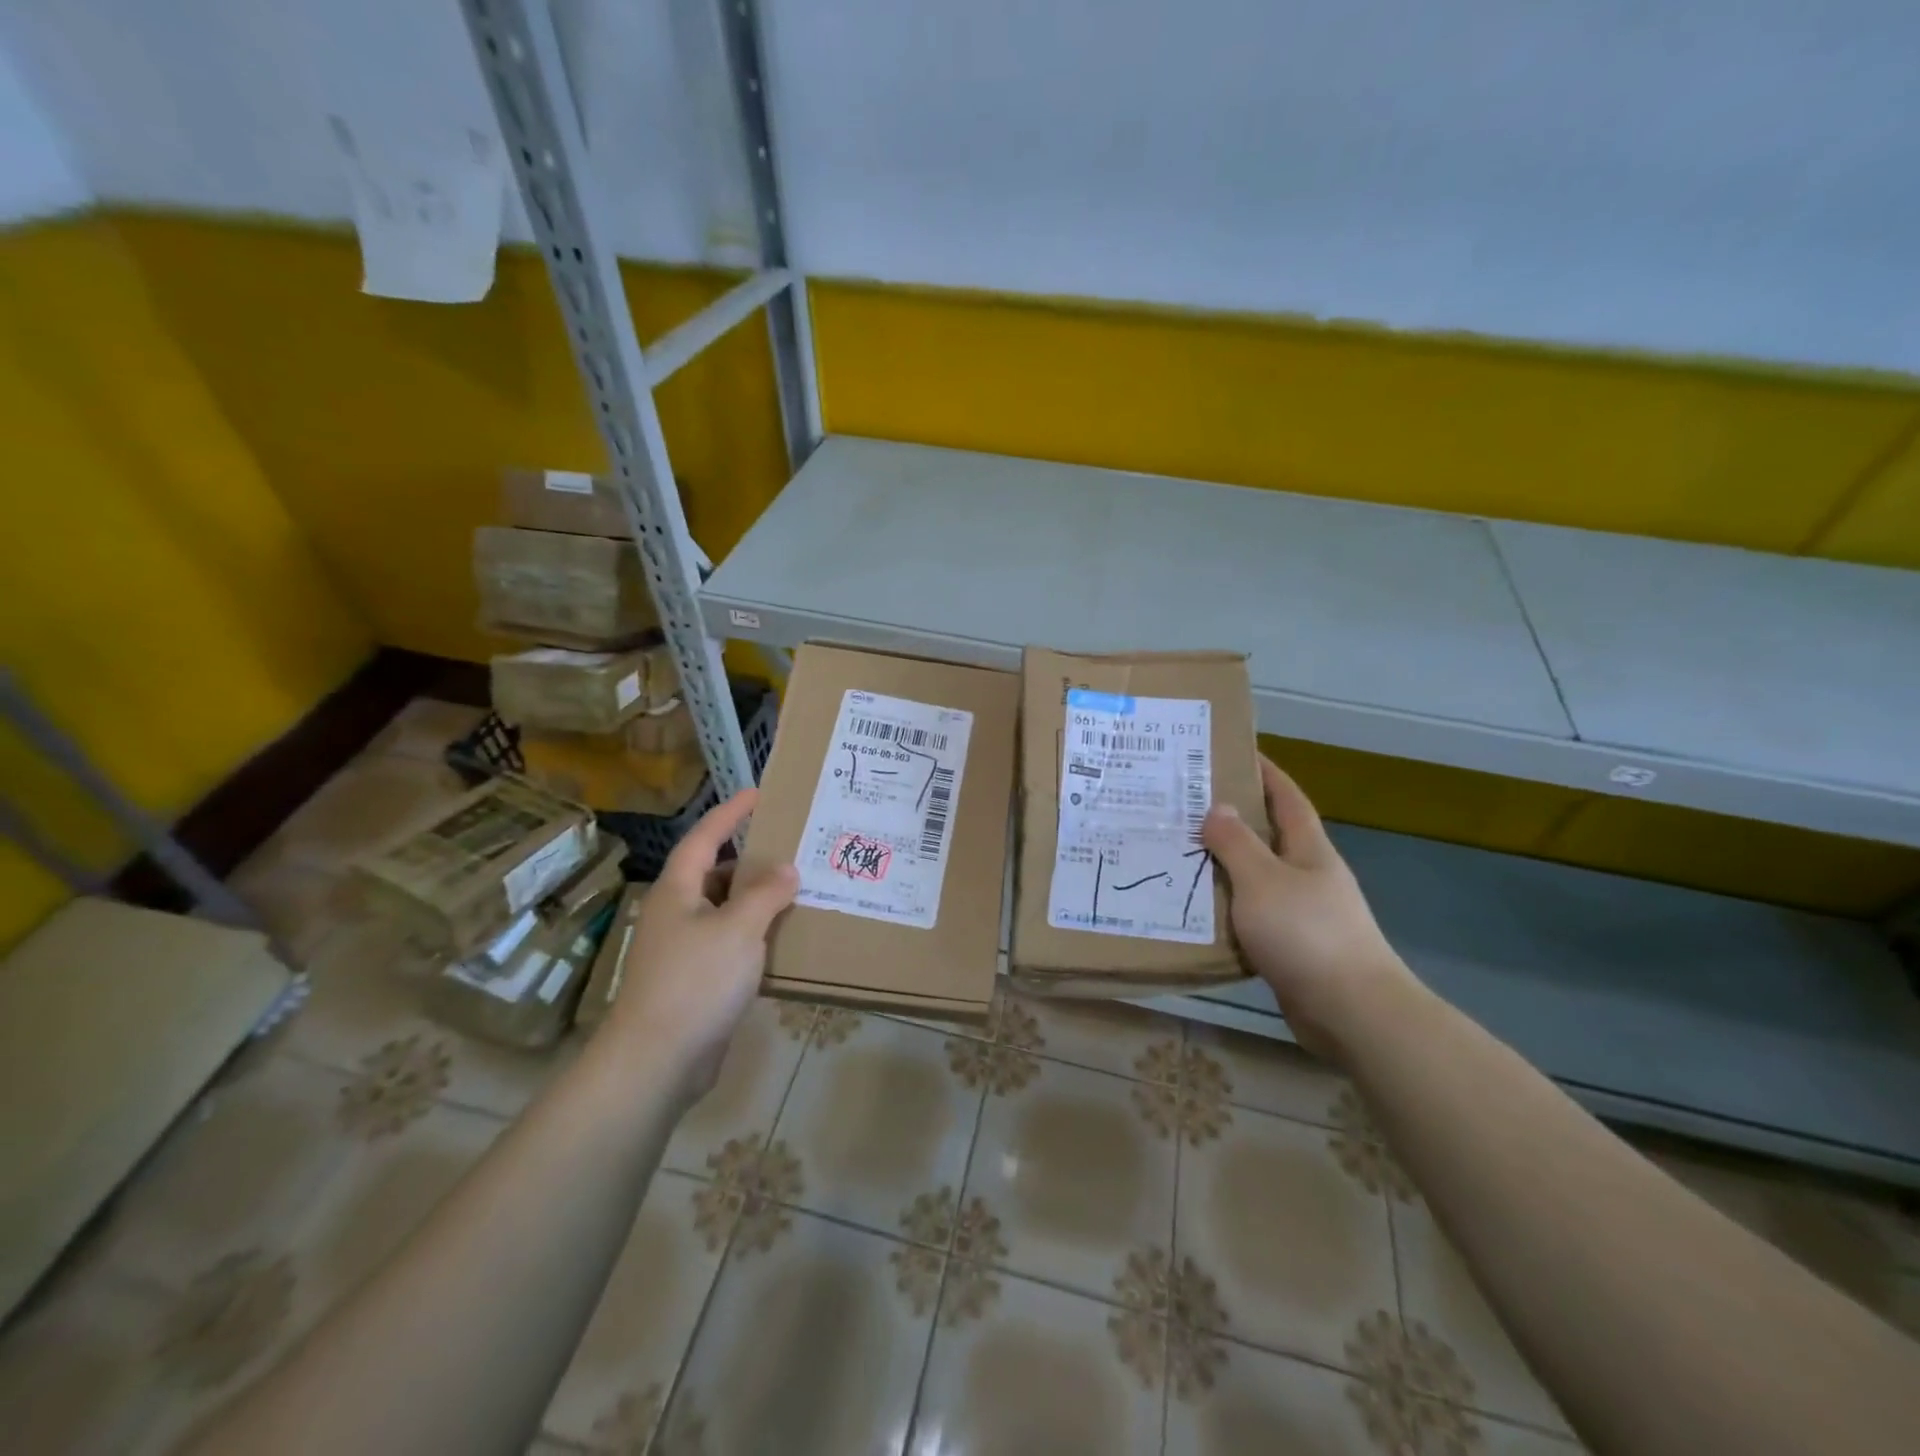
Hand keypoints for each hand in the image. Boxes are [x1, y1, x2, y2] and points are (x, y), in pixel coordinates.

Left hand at [606, 789, 798, 1098]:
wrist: (657, 1061)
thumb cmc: (695, 981)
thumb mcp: (738, 929)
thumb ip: (765, 894)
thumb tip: (787, 869)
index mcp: (678, 891)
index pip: (705, 838)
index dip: (729, 814)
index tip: (757, 794)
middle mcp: (677, 914)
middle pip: (716, 874)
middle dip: (752, 861)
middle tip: (793, 850)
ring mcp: (684, 950)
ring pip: (725, 912)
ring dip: (757, 902)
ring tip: (798, 893)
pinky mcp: (695, 982)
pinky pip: (730, 945)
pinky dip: (755, 937)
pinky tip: (783, 942)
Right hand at [1202, 756, 1416, 1062]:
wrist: (1351, 1011)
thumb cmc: (1307, 933)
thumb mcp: (1263, 880)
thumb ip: (1237, 844)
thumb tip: (1217, 808)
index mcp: (1309, 849)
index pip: (1287, 797)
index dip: (1265, 772)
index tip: (1235, 752)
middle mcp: (1308, 875)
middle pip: (1269, 835)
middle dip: (1234, 818)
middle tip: (1186, 805)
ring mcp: (1303, 913)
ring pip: (1256, 878)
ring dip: (1224, 866)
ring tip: (1179, 853)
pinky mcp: (1292, 947)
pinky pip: (1252, 916)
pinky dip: (1227, 908)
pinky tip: (1197, 909)